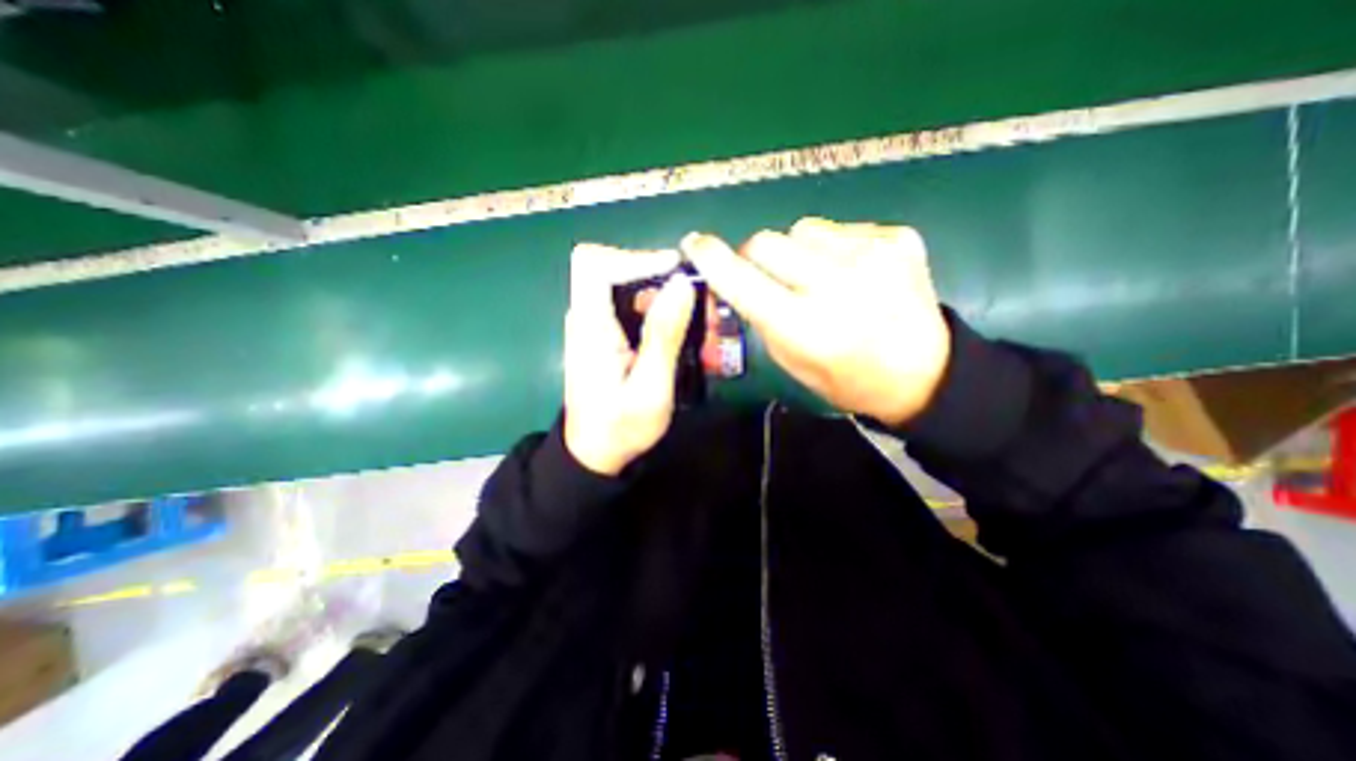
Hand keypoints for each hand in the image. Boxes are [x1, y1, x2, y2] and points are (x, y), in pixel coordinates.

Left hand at [563, 243, 691, 476]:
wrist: (596, 454)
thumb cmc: (621, 427)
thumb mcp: (651, 387)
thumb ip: (664, 335)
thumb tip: (681, 283)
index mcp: (590, 328)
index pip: (594, 264)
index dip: (635, 257)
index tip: (676, 272)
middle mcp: (587, 318)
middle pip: (616, 270)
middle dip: (661, 280)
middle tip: (699, 303)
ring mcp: (595, 326)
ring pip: (629, 289)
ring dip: (667, 299)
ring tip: (701, 325)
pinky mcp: (606, 336)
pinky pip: (632, 308)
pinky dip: (661, 314)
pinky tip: (685, 335)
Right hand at [683, 217, 944, 428]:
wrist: (922, 373)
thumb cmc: (845, 377)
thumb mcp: (790, 359)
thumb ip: (759, 315)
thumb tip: (735, 276)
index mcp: (804, 327)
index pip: (741, 280)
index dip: (711, 259)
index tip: (694, 244)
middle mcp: (836, 285)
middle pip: (766, 240)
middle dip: (756, 256)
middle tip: (771, 277)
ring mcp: (872, 255)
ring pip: (802, 229)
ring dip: (798, 251)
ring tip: (821, 277)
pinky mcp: (897, 238)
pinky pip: (839, 229)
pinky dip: (834, 248)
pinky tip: (854, 273)